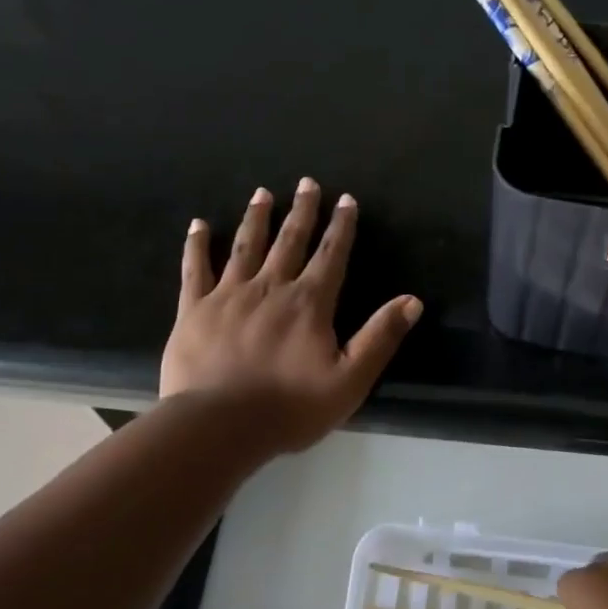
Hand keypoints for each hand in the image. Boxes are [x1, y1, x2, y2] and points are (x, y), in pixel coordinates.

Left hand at [160, 179, 422, 452]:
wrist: (219, 426)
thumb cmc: (290, 407)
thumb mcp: (350, 380)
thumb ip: (380, 337)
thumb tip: (413, 301)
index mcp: (309, 303)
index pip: (331, 255)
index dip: (341, 226)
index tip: (345, 199)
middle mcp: (270, 287)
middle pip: (290, 240)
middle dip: (302, 210)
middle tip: (307, 182)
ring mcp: (229, 294)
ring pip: (246, 246)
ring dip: (257, 218)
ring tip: (262, 193)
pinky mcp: (194, 309)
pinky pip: (195, 268)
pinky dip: (197, 245)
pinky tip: (198, 225)